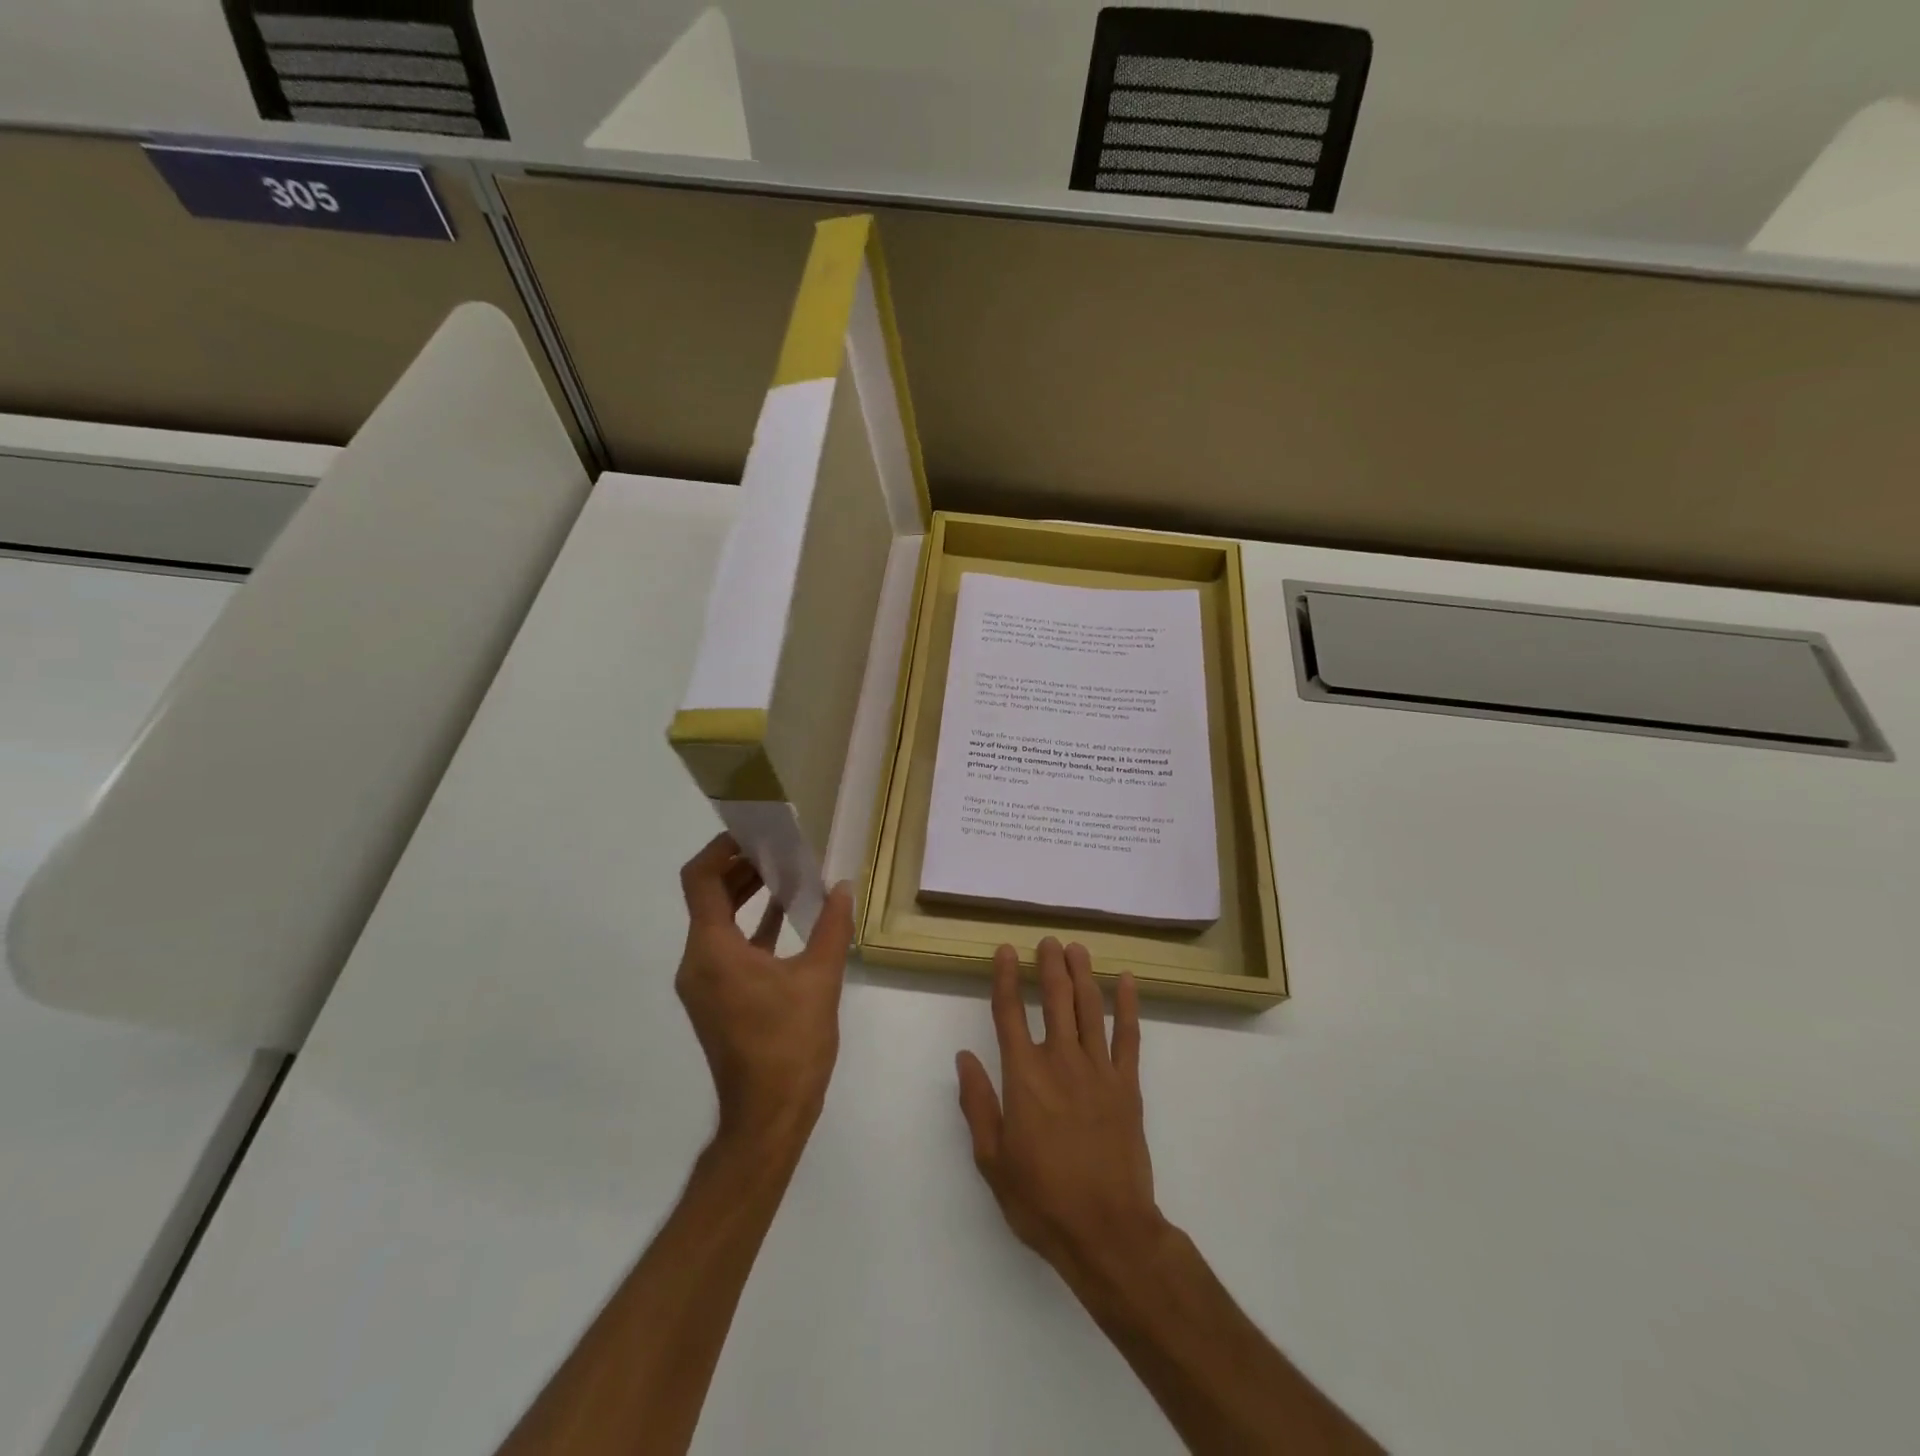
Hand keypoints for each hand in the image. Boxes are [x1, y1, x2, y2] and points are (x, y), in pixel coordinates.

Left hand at [676, 833, 852, 1149]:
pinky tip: (788, 914)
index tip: (753, 832)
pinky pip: (728, 947)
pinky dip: (752, 926)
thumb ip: (833, 926)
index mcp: (712, 951)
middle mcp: (697, 962)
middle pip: (708, 897)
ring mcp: (704, 983)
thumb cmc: (790, 1044)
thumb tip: (843, 887)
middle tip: (779, 847)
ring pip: (718, 922)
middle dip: (741, 868)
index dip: (720, 848)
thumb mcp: (820, 979)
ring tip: (787, 873)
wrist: (768, 1116)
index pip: (700, 880)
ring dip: (747, 895)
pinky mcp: (717, 999)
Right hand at [956, 938, 1166, 1291]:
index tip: (1006, 951)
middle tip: (1048, 941)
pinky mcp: (1128, 1085)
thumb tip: (964, 1058)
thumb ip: (978, 1104)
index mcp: (1024, 1077)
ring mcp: (1099, 1070)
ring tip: (1076, 949)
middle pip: (1055, 999)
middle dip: (1050, 965)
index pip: (1010, 1014)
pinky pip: (1128, 1036)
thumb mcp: (993, 1160)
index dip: (1007, 978)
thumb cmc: (1042, 1199)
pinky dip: (1127, 1006)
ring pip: (1090, 1008)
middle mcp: (1061, 1061)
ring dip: (1083, 974)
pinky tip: (1125, 981)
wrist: (1107, 1231)